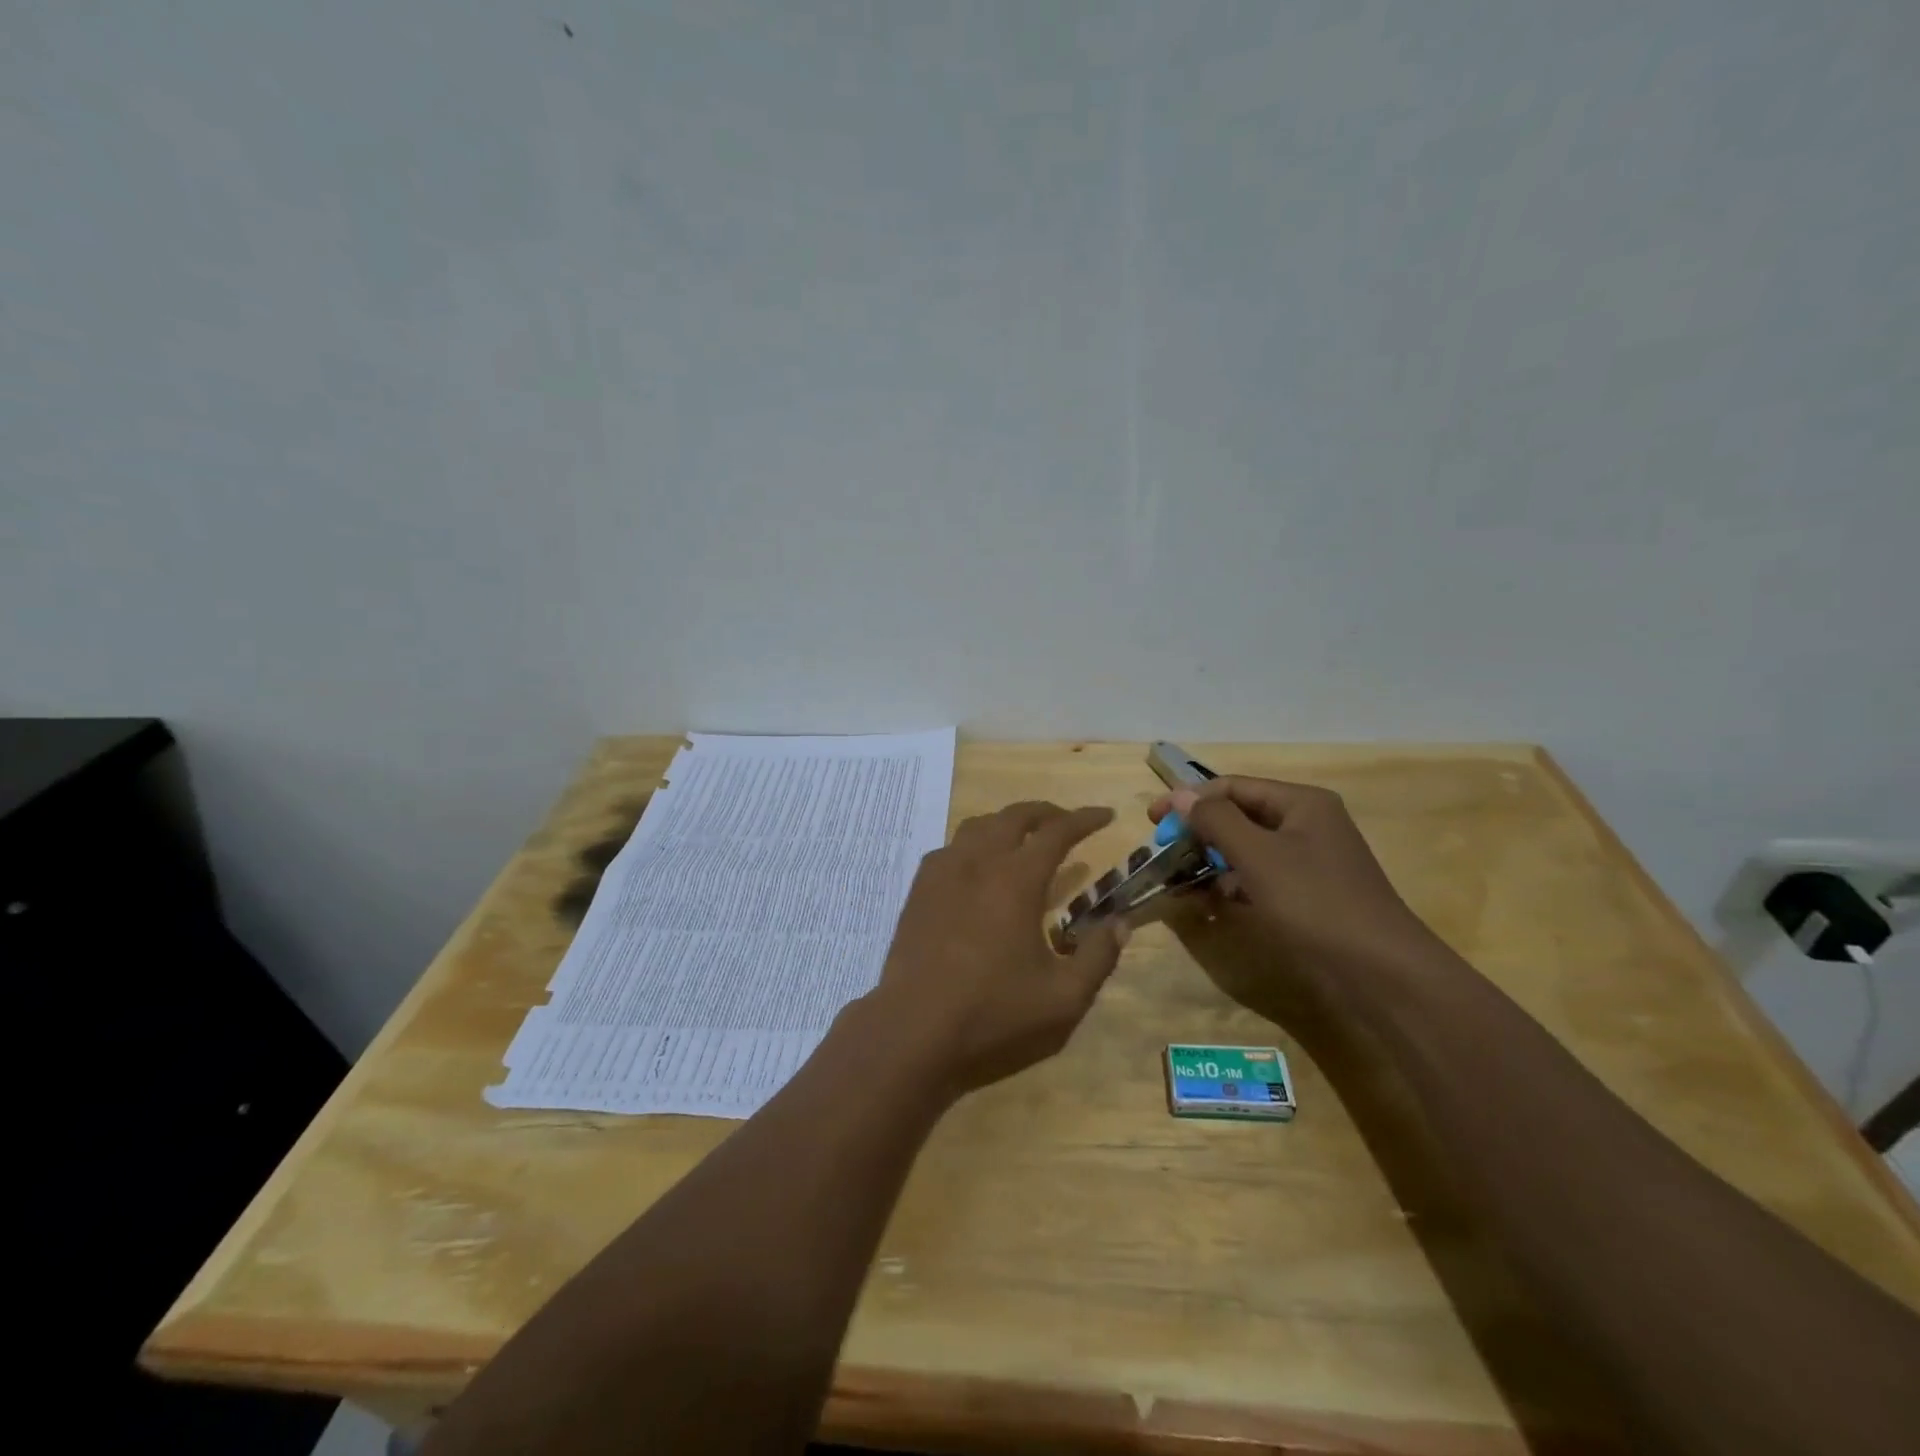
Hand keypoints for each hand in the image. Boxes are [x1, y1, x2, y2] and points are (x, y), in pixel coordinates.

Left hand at [862, 802, 1127, 1097]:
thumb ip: (1098, 956)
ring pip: (978, 826)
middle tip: (1067, 823)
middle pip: (1014, 817)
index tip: (1106, 815)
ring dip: (1007, 823)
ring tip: (1024, 840)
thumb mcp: (1063, 998)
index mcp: (1016, 879)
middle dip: (1045, 813)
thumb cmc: (993, 1014)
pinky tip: (978, 868)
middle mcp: (978, 862)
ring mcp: (942, 873)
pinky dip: (973, 844)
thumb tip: (1120, 923)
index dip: (1085, 819)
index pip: (1057, 832)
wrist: (913, 1029)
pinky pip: (950, 849)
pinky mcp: (919, 890)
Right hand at [1149, 777, 1436, 982]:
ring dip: (1212, 861)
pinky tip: (1210, 903)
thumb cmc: (1315, 902)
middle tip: (1164, 851)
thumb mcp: (1258, 856)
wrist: (1381, 973)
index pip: (1233, 787)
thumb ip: (1216, 820)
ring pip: (1248, 849)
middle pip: (1240, 816)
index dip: (1190, 799)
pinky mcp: (1308, 895)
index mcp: (1302, 803)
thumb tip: (1179, 794)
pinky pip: (1260, 877)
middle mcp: (1307, 824)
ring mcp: (1310, 861)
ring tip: (1179, 880)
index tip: (1152, 820)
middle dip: (1200, 832)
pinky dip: (1233, 885)